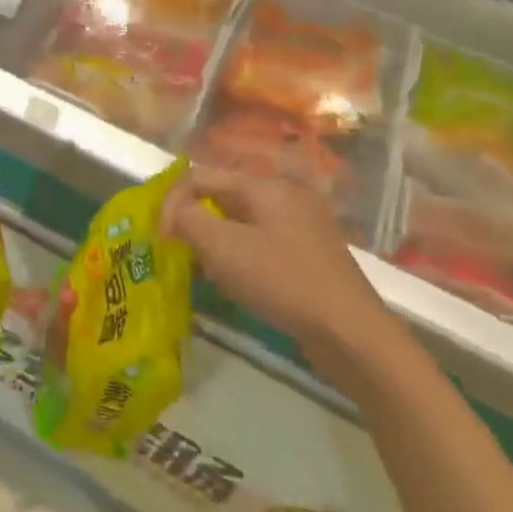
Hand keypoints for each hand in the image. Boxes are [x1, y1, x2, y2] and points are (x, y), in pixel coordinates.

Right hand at [161, 168, 392, 357]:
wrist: (352, 334)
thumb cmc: (282, 281)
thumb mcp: (223, 247)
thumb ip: (189, 219)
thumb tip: (177, 213)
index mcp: (264, 186)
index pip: (200, 177)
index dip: (172, 203)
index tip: (160, 239)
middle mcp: (284, 197)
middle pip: (221, 197)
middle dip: (193, 223)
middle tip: (179, 255)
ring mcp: (301, 227)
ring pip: (239, 223)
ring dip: (214, 243)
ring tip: (205, 272)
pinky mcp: (309, 256)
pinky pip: (259, 245)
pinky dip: (238, 258)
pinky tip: (236, 286)